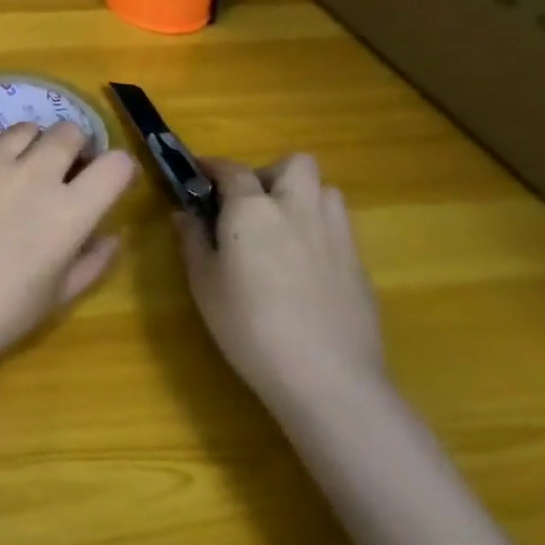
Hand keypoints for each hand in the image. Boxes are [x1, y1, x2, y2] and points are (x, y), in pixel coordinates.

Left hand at [0, 120, 137, 375]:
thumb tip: (113, 233)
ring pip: (26, 128)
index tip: (106, 181)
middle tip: (59, 172)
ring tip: (15, 171)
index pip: (116, 165)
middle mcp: (35, 174)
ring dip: (30, 146)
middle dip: (74, 149)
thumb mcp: (57, 297)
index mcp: (69, 213)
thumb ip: (93, 261)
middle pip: (70, 132)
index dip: (118, 170)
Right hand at [173, 153, 384, 411]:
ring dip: (303, 198)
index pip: (231, 169)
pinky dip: (321, 233)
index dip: (212, 167)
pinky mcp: (360, 266)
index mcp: (253, 208)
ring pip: (325, 191)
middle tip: (252, 205)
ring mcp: (335, 235)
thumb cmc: (250, 327)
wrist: (328, 380)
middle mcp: (297, 208)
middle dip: (272, 174)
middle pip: (296, 164)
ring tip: (283, 230)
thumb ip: (193, 241)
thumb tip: (184, 213)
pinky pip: (339, 229)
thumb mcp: (204, 284)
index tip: (198, 175)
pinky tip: (306, 268)